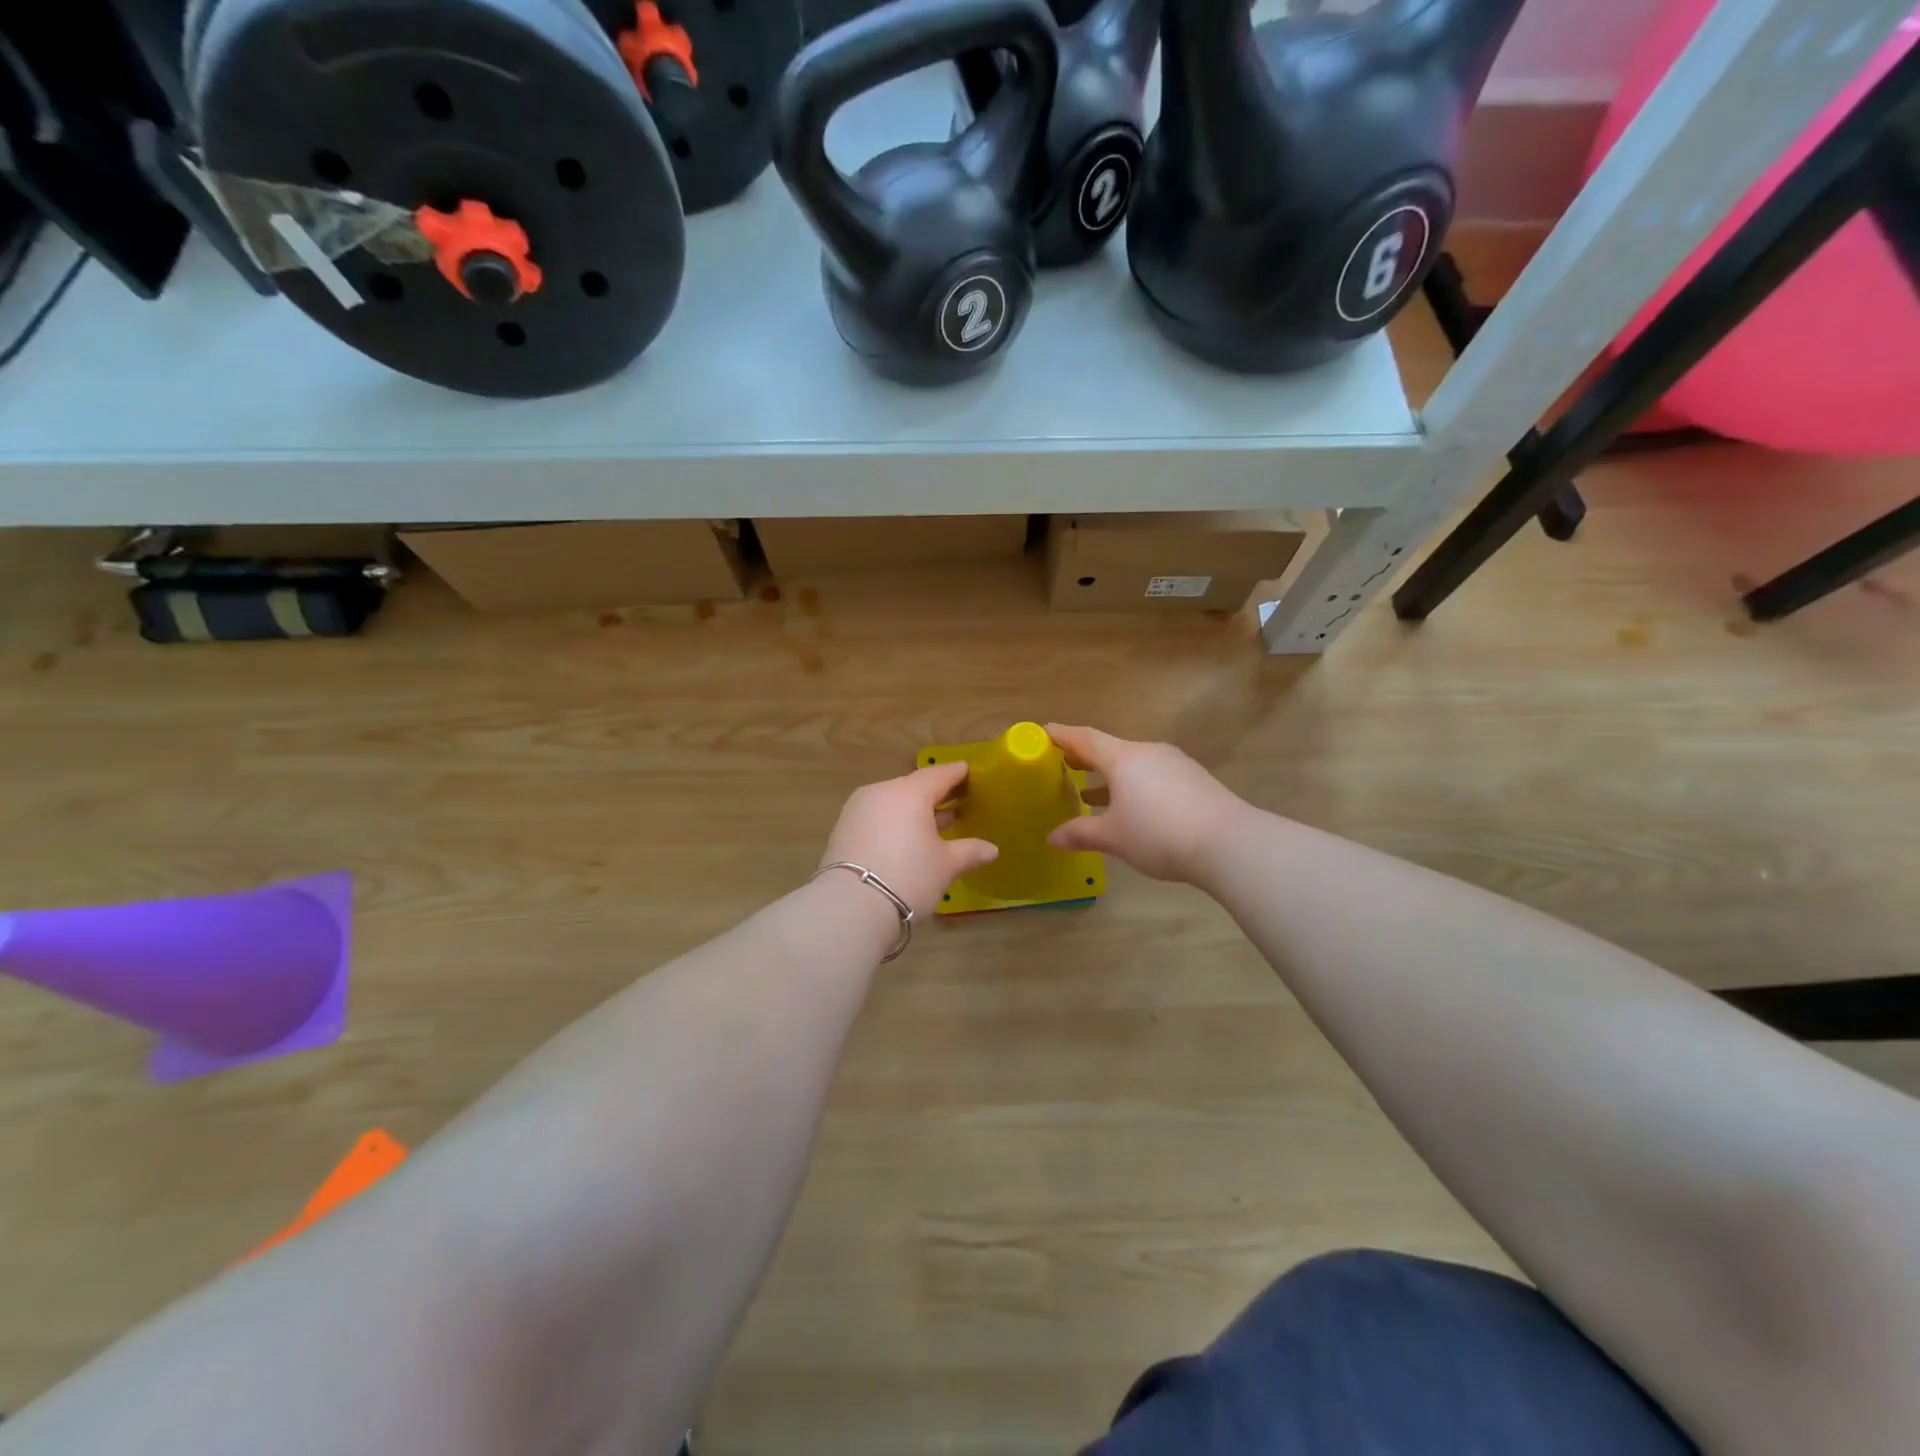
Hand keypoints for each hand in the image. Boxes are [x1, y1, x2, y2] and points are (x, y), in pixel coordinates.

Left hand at [820, 762, 997, 919]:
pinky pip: (878, 818)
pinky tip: (909, 840)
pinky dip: (896, 824)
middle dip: (938, 795)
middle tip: (960, 800)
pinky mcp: (844, 830)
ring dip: (915, 812)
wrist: (850, 907)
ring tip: (938, 824)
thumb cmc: (908, 876)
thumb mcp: (945, 865)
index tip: (971, 773)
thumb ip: (969, 851)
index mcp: (910, 792)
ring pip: (894, 803)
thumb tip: (992, 849)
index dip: (958, 774)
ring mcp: (858, 810)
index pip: (939, 774)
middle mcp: (882, 792)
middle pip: (914, 787)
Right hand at [1045, 724, 1247, 883]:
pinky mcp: (1194, 780)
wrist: (1229, 844)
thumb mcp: (1114, 837)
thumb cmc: (1159, 834)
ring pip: (1133, 764)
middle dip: (1084, 758)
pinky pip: (1153, 776)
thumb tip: (1052, 837)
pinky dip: (1133, 786)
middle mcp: (1148, 752)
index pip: (1084, 738)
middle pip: (1109, 749)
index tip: (1043, 732)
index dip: (1061, 735)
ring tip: (1089, 793)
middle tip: (1062, 765)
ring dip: (1109, 776)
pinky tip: (1130, 808)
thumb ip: (1081, 833)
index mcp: (1123, 759)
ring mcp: (1174, 764)